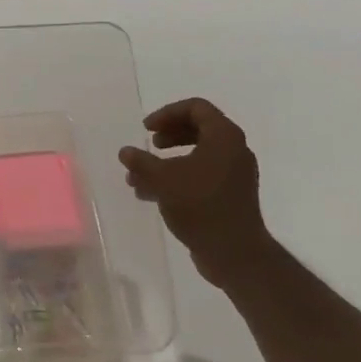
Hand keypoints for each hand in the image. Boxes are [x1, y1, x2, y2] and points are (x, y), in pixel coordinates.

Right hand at [118, 98, 270, 292]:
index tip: (147, 129)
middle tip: (150, 144)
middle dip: (168, 135)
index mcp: (224, 136)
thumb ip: (141, 162)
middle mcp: (234, 150)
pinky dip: (178, 178)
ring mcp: (234, 174)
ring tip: (141, 177)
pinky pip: (202, 175)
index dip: (167, 113)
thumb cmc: (201, 206)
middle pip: (198, 128)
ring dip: (167, 161)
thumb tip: (125, 152)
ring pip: (197, 155)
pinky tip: (151, 194)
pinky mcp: (230, 195)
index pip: (196, 107)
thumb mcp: (163, 180)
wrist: (235, 254)